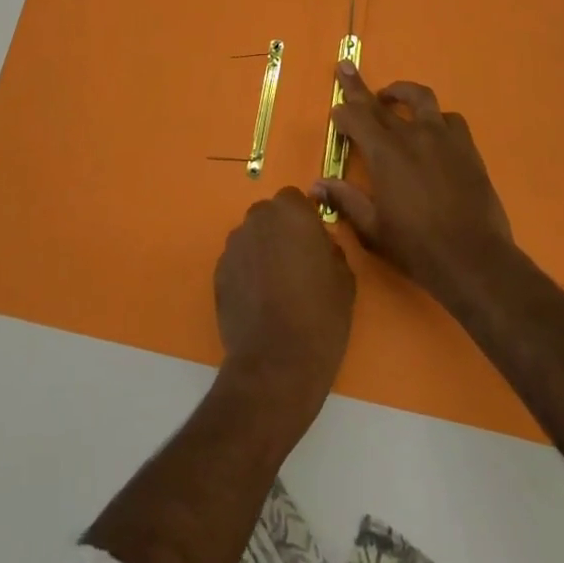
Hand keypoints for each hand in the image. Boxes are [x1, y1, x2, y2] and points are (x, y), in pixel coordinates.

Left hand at [214, 187, 355, 420]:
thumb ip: (331, 249)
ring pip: (252, 237)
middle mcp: (258, 218)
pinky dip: (247, 273)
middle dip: (281, 232)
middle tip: (296, 265)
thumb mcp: (344, 279)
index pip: (295, 199)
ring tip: (276, 287)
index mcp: (291, 212)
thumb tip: (320, 246)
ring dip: (262, 251)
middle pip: (270, 216)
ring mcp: (234, 244)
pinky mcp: (218, 271)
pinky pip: (238, 262)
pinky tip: (259, 302)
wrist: (276, 363)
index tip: (313, 244)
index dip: (304, 220)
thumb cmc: (320, 316)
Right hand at [316, 62, 515, 309]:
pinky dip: (436, 118)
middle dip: (358, 87)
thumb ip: (345, 200)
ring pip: (420, 98)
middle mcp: (411, 136)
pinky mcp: (467, 147)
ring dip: (401, 92)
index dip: (343, 113)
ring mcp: (442, 138)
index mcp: (384, 153)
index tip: (336, 112)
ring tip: (392, 96)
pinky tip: (433, 130)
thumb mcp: (373, 230)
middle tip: (345, 68)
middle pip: (379, 102)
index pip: (356, 118)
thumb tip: (316, 184)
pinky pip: (450, 119)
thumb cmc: (417, 248)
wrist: (474, 260)